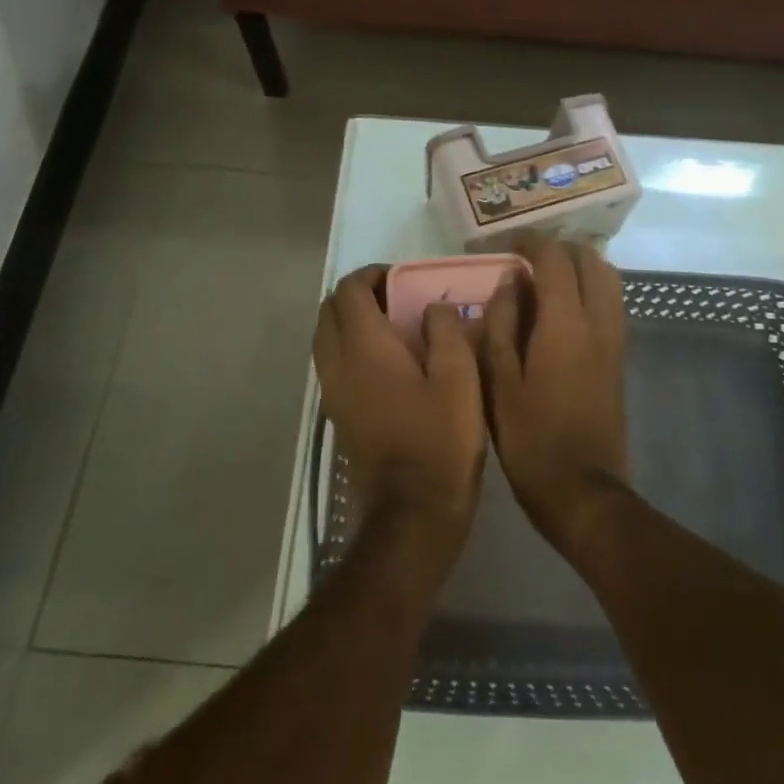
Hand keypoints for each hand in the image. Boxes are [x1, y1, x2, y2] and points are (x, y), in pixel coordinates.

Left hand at [314, 266, 487, 543]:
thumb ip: (444, 330)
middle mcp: (337, 363)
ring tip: (391, 328)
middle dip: (357, 294)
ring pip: (325, 337)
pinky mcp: (337, 414)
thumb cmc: (440, 439)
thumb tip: (432, 307)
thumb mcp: (458, 377)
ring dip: (349, 321)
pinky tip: (386, 363)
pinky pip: (331, 363)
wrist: (412, 509)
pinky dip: (348, 348)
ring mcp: (332, 391)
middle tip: (395, 298)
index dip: (372, 274)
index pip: (349, 290)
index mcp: (364, 347)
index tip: (401, 278)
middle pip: (328, 310)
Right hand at [483, 235, 629, 551]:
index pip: (555, 259)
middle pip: (590, 260)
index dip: (531, 243)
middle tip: (525, 259)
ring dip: (579, 266)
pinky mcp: (619, 357)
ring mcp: (615, 339)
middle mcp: (598, 322)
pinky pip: (611, 303)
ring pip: (608, 278)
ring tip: (544, 279)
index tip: (506, 245)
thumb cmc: (530, 438)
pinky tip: (561, 309)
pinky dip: (590, 288)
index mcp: (565, 324)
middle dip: (559, 249)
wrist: (582, 489)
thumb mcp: (499, 381)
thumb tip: (509, 282)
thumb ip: (501, 324)